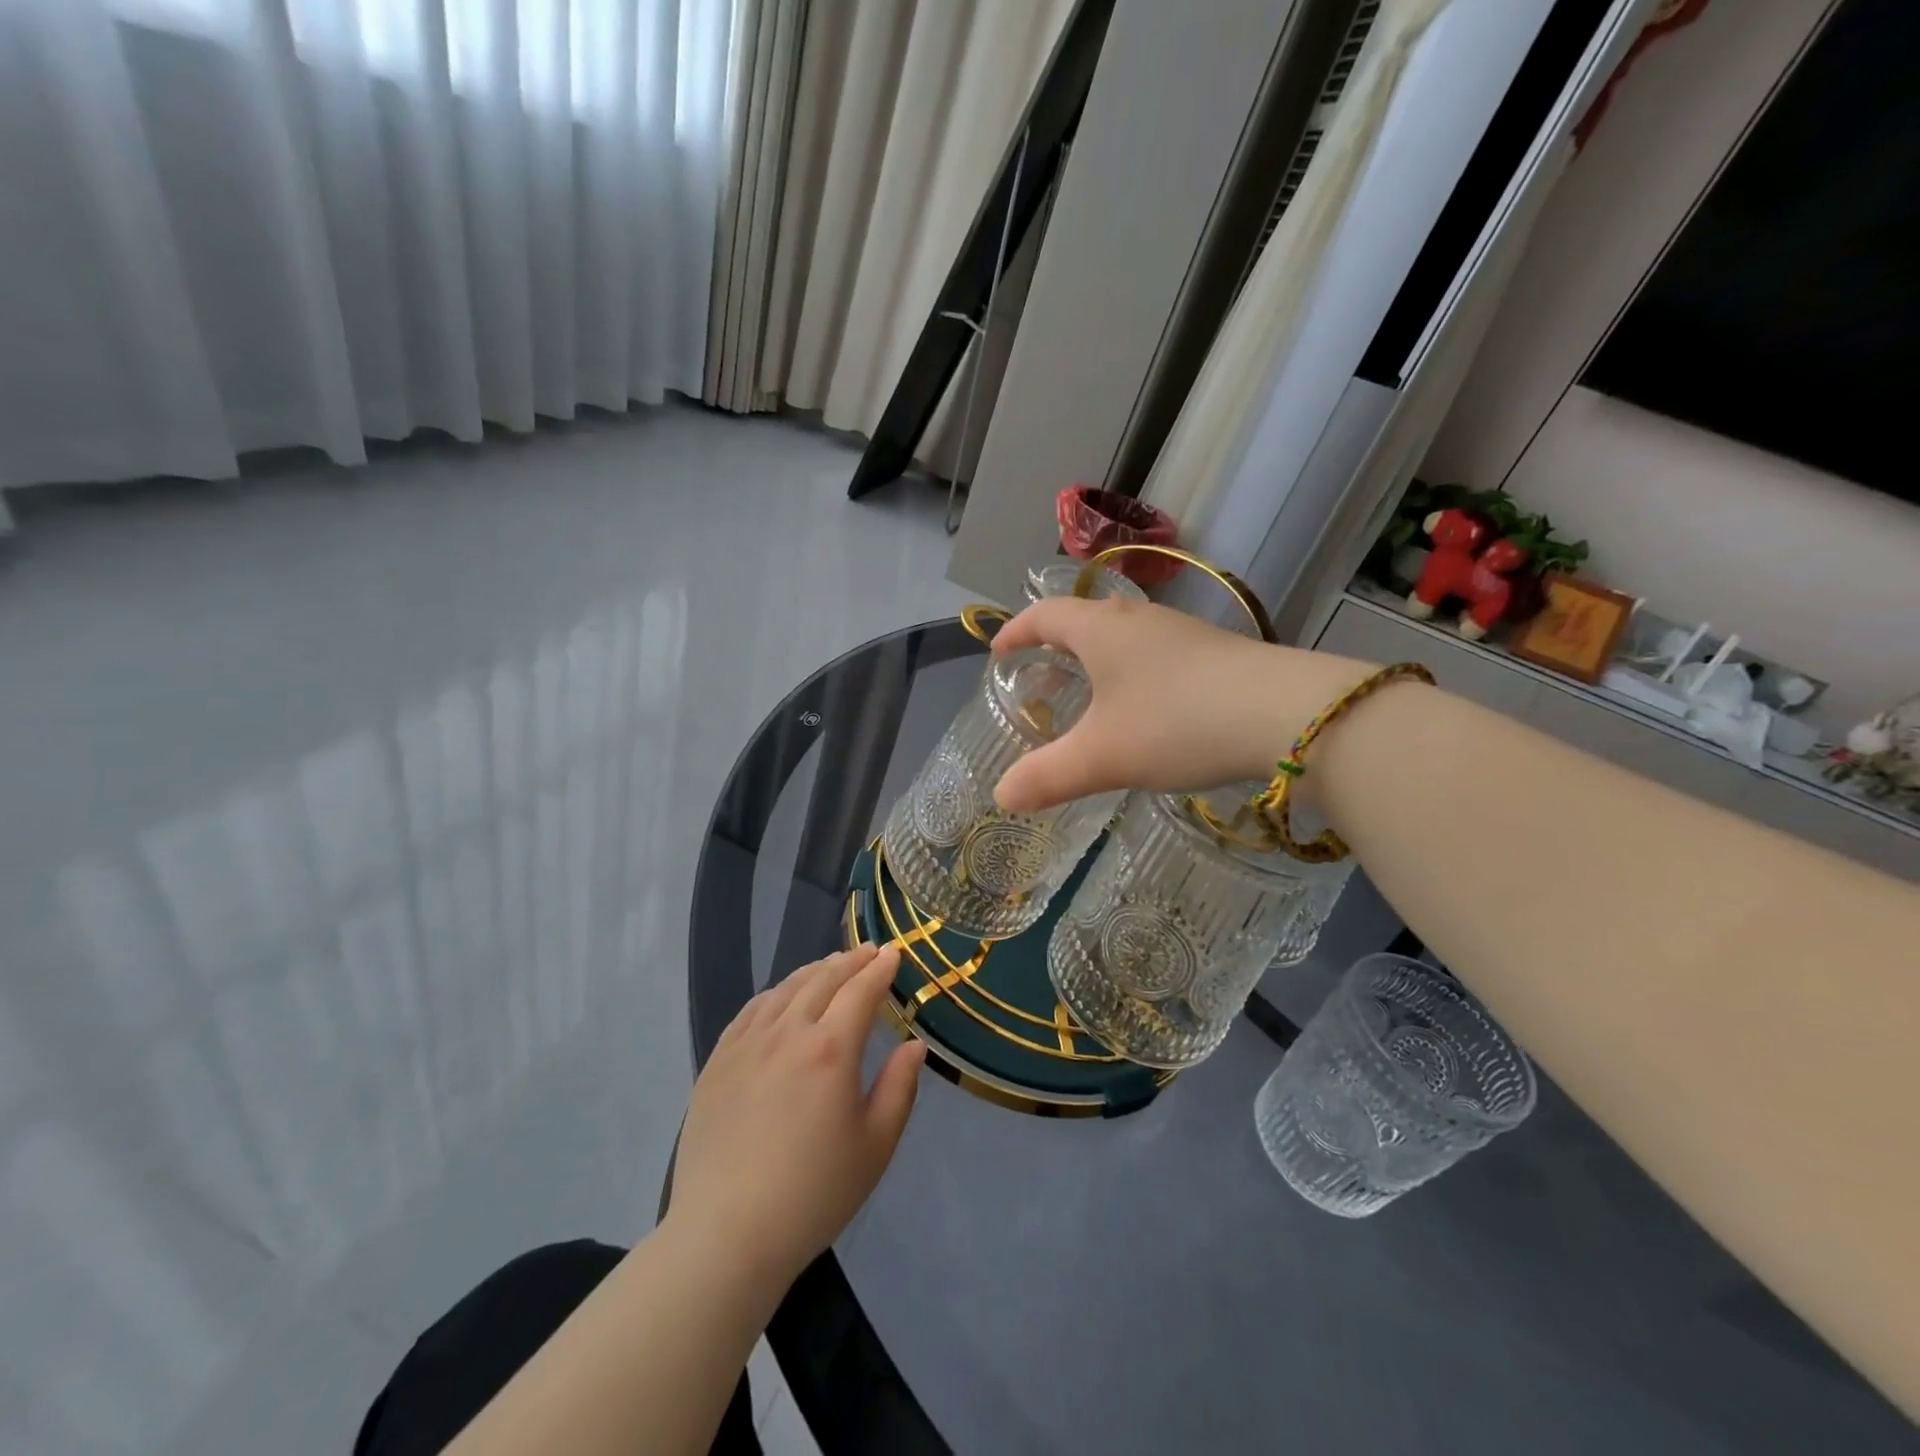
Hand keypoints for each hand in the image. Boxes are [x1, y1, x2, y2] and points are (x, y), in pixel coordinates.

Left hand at [668, 944, 925, 1292]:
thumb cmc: (813, 1194)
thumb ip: (900, 1087)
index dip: (880, 969)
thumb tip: (914, 1044)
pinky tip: (781, 997)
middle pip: (822, 980)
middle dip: (849, 961)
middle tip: (868, 951)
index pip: (860, 991)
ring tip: (830, 965)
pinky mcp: (717, 1062)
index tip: (893, 952)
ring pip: (784, 990)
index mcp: (831, 1050)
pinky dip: (775, 994)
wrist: (726, 1235)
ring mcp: (746, 1045)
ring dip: (813, 971)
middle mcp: (787, 1033)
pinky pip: (750, 1011)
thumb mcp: (875, 1146)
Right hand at [990, 596, 1371, 812]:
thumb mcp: (1103, 757)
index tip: (998, 651)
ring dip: (1099, 659)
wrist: (1288, 715)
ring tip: (1090, 695)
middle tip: (1040, 677)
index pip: (1044, 615)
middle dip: (1056, 645)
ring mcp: (1183, 633)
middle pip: (1085, 619)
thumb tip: (1002, 797)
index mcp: (1102, 630)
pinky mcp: (1217, 653)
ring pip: (1125, 636)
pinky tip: (1147, 710)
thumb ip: (1048, 776)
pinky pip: (1157, 655)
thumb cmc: (1177, 724)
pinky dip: (1134, 674)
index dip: (1016, 631)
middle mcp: (1140, 620)